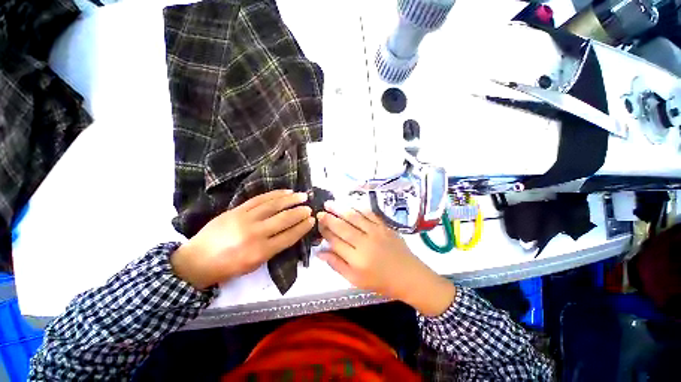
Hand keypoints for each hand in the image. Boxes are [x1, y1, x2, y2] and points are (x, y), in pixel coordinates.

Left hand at [171, 190, 314, 289]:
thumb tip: (290, 233)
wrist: (196, 260)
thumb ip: (273, 248)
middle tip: (310, 208)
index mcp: (260, 252)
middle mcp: (255, 233)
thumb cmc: (228, 267)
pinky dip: (275, 194)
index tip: (312, 221)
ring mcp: (245, 219)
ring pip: (273, 205)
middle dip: (300, 213)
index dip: (302, 227)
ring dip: (291, 200)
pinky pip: (260, 199)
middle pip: (284, 219)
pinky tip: (285, 192)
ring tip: (303, 196)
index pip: (289, 236)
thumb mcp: (254, 265)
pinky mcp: (237, 209)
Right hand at [317, 201, 455, 316]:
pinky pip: (369, 213)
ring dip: (340, 208)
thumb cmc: (381, 282)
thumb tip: (320, 252)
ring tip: (329, 203)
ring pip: (354, 217)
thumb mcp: (355, 280)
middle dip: (329, 218)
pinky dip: (358, 207)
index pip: (335, 241)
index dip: (324, 231)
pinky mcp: (384, 226)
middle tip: (319, 211)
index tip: (317, 223)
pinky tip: (350, 204)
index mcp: (356, 259)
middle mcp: (365, 243)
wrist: (409, 276)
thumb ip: (337, 265)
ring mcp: (376, 232)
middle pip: (342, 226)